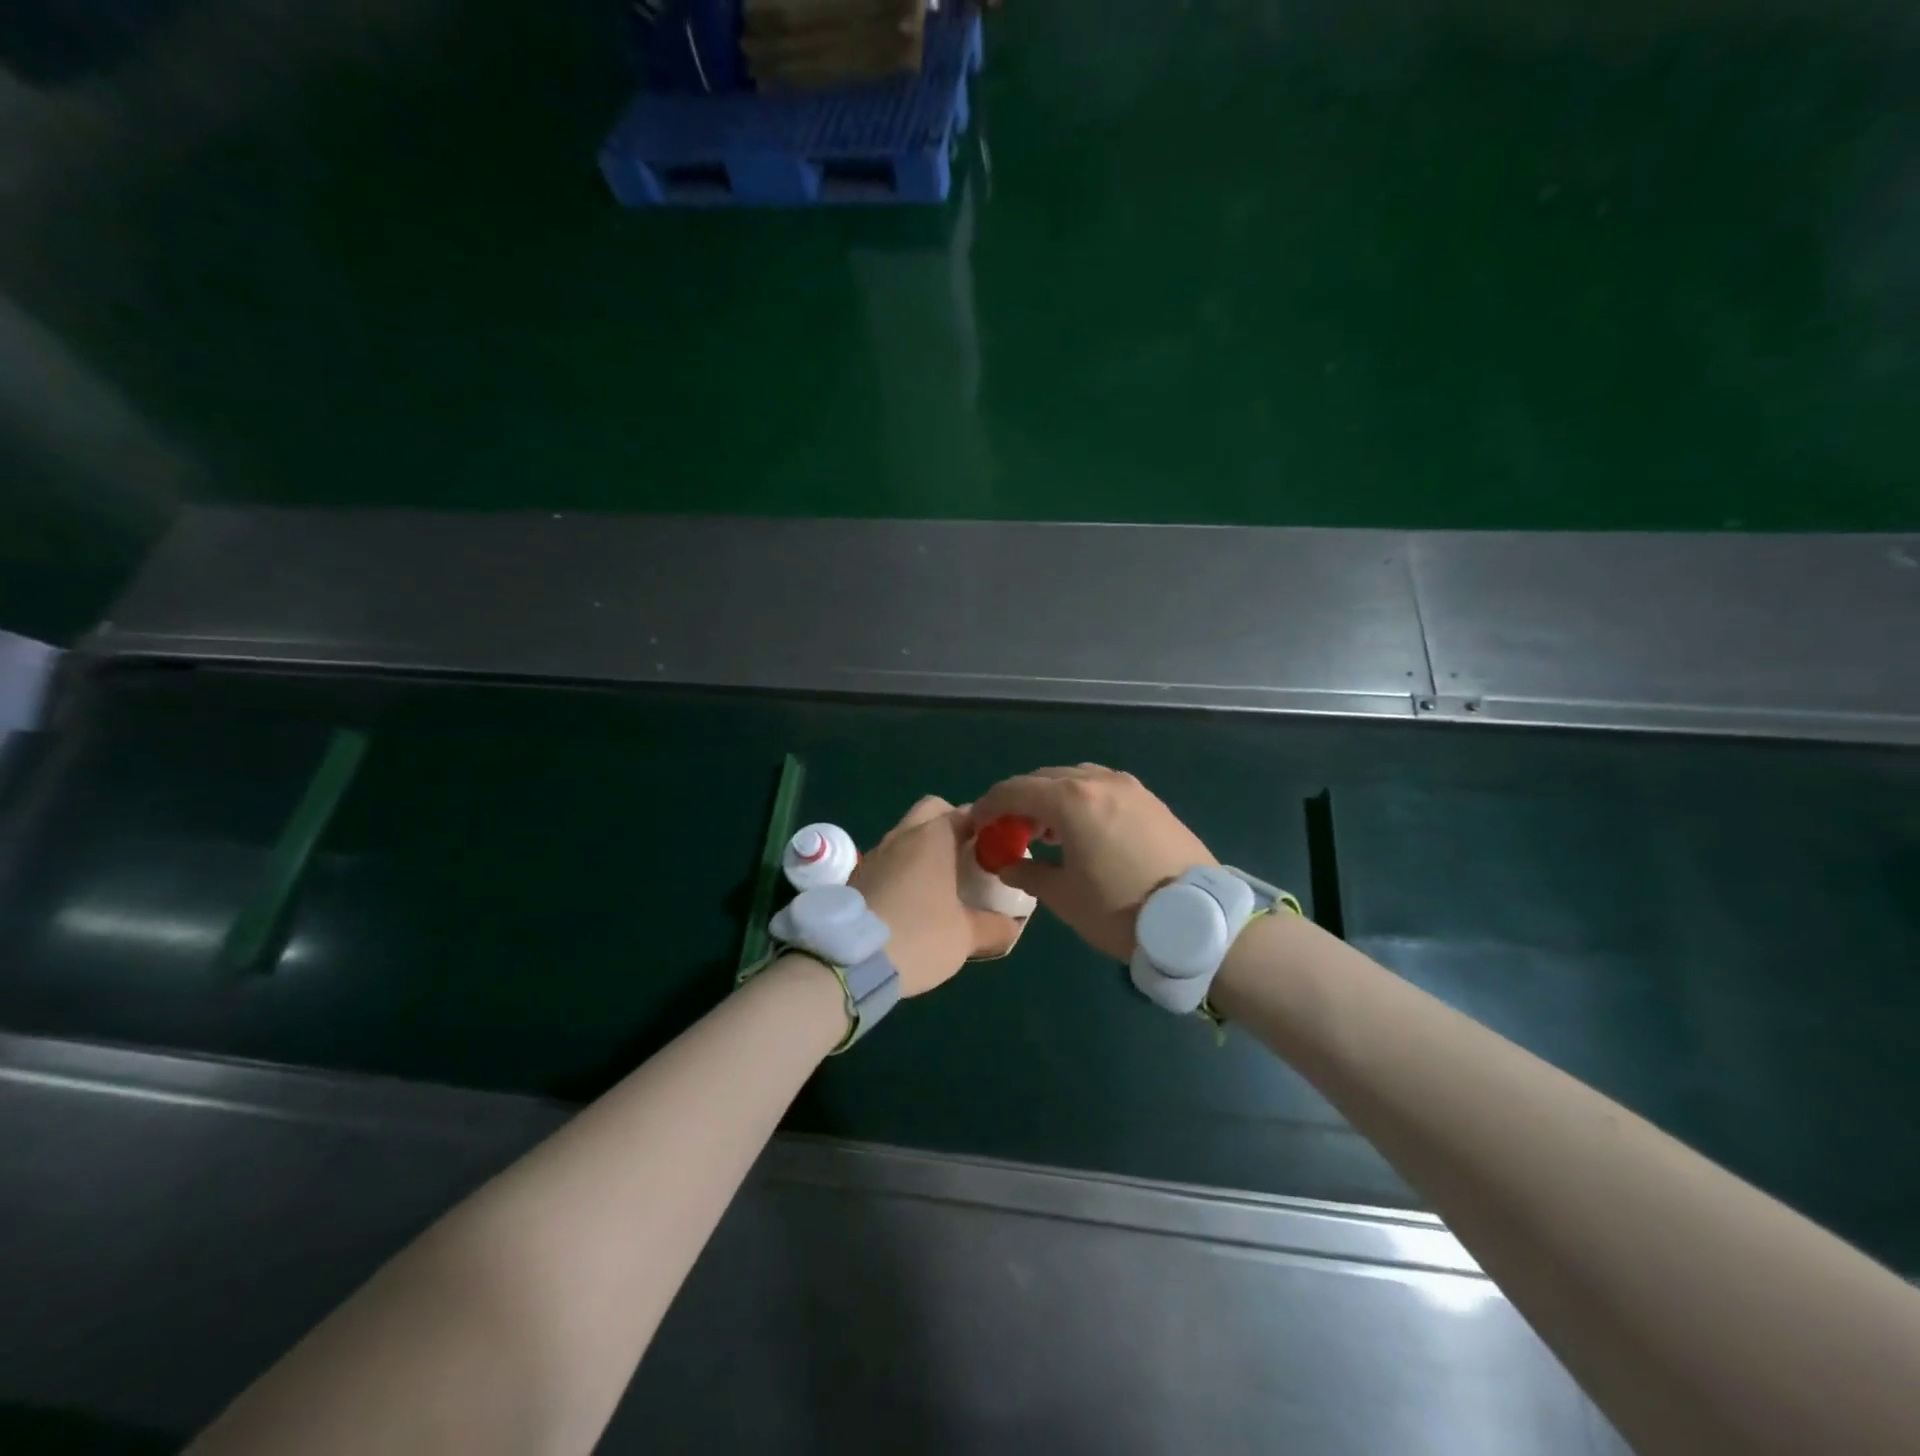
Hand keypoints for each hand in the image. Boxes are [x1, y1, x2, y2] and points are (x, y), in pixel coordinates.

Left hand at [849, 796, 1020, 995]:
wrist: (848, 960)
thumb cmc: (918, 936)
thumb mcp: (966, 937)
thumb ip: (995, 927)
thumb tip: (1012, 925)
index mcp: (933, 837)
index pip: (966, 813)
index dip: (985, 826)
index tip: (998, 848)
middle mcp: (902, 835)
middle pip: (931, 811)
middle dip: (951, 824)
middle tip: (968, 856)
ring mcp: (874, 854)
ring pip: (906, 835)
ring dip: (924, 848)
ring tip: (941, 882)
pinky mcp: (857, 876)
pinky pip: (888, 860)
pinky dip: (903, 869)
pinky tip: (912, 900)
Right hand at [971, 765, 1214, 960]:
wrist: (1197, 920)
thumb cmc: (1120, 910)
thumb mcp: (1064, 897)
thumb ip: (1028, 875)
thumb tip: (1007, 866)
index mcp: (1071, 800)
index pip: (1015, 790)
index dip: (990, 805)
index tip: (978, 824)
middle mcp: (1099, 781)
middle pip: (1045, 778)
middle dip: (1021, 800)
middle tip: (1010, 830)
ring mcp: (1129, 787)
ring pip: (1076, 778)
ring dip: (1053, 797)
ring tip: (1045, 831)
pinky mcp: (1151, 800)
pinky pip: (1103, 787)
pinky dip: (1082, 799)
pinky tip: (1082, 829)